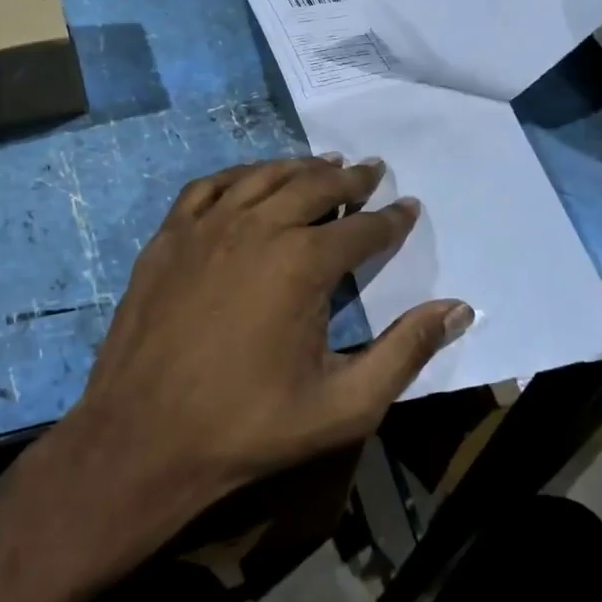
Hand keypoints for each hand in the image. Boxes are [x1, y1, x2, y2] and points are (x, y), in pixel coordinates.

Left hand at [67, 155, 472, 511]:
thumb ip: (405, 352)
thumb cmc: (248, 426)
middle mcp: (256, 228)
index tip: (408, 207)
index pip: (362, 228)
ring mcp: (205, 228)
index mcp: (302, 264)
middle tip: (372, 171)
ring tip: (323, 165)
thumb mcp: (344, 405)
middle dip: (350, 179)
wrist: (143, 437)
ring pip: (262, 177)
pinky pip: (208, 187)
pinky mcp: (168, 237)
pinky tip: (249, 179)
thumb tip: (458, 308)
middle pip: (313, 187)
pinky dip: (238, 175)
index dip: (391, 219)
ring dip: (298, 167)